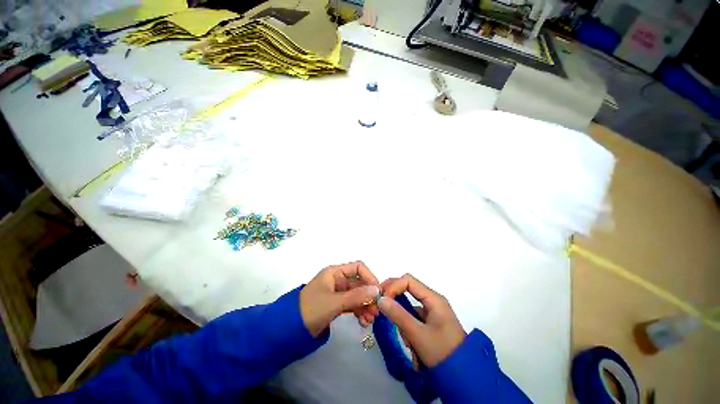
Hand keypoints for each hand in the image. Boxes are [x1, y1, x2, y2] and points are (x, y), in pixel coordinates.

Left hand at [300, 261, 379, 336]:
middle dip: (369, 297)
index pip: (358, 268)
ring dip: (366, 307)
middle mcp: (337, 281)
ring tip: (370, 321)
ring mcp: (337, 294)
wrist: (294, 326)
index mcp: (334, 273)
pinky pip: (353, 306)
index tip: (378, 293)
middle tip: (376, 312)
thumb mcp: (335, 302)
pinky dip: (359, 312)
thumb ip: (357, 296)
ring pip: (358, 297)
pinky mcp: (336, 306)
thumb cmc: (312, 308)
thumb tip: (377, 290)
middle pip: (360, 284)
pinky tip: (363, 322)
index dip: (370, 278)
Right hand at [379, 274, 465, 366]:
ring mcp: (433, 314)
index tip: (379, 302)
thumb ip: (398, 315)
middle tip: (380, 315)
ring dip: (402, 322)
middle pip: (407, 293)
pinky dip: (408, 329)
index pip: (408, 281)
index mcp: (434, 299)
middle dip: (394, 304)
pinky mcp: (431, 325)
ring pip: (408, 310)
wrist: (459, 367)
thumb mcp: (417, 333)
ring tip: (407, 340)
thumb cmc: (440, 348)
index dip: (392, 287)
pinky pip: (413, 321)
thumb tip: (380, 298)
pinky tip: (411, 344)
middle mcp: (433, 302)